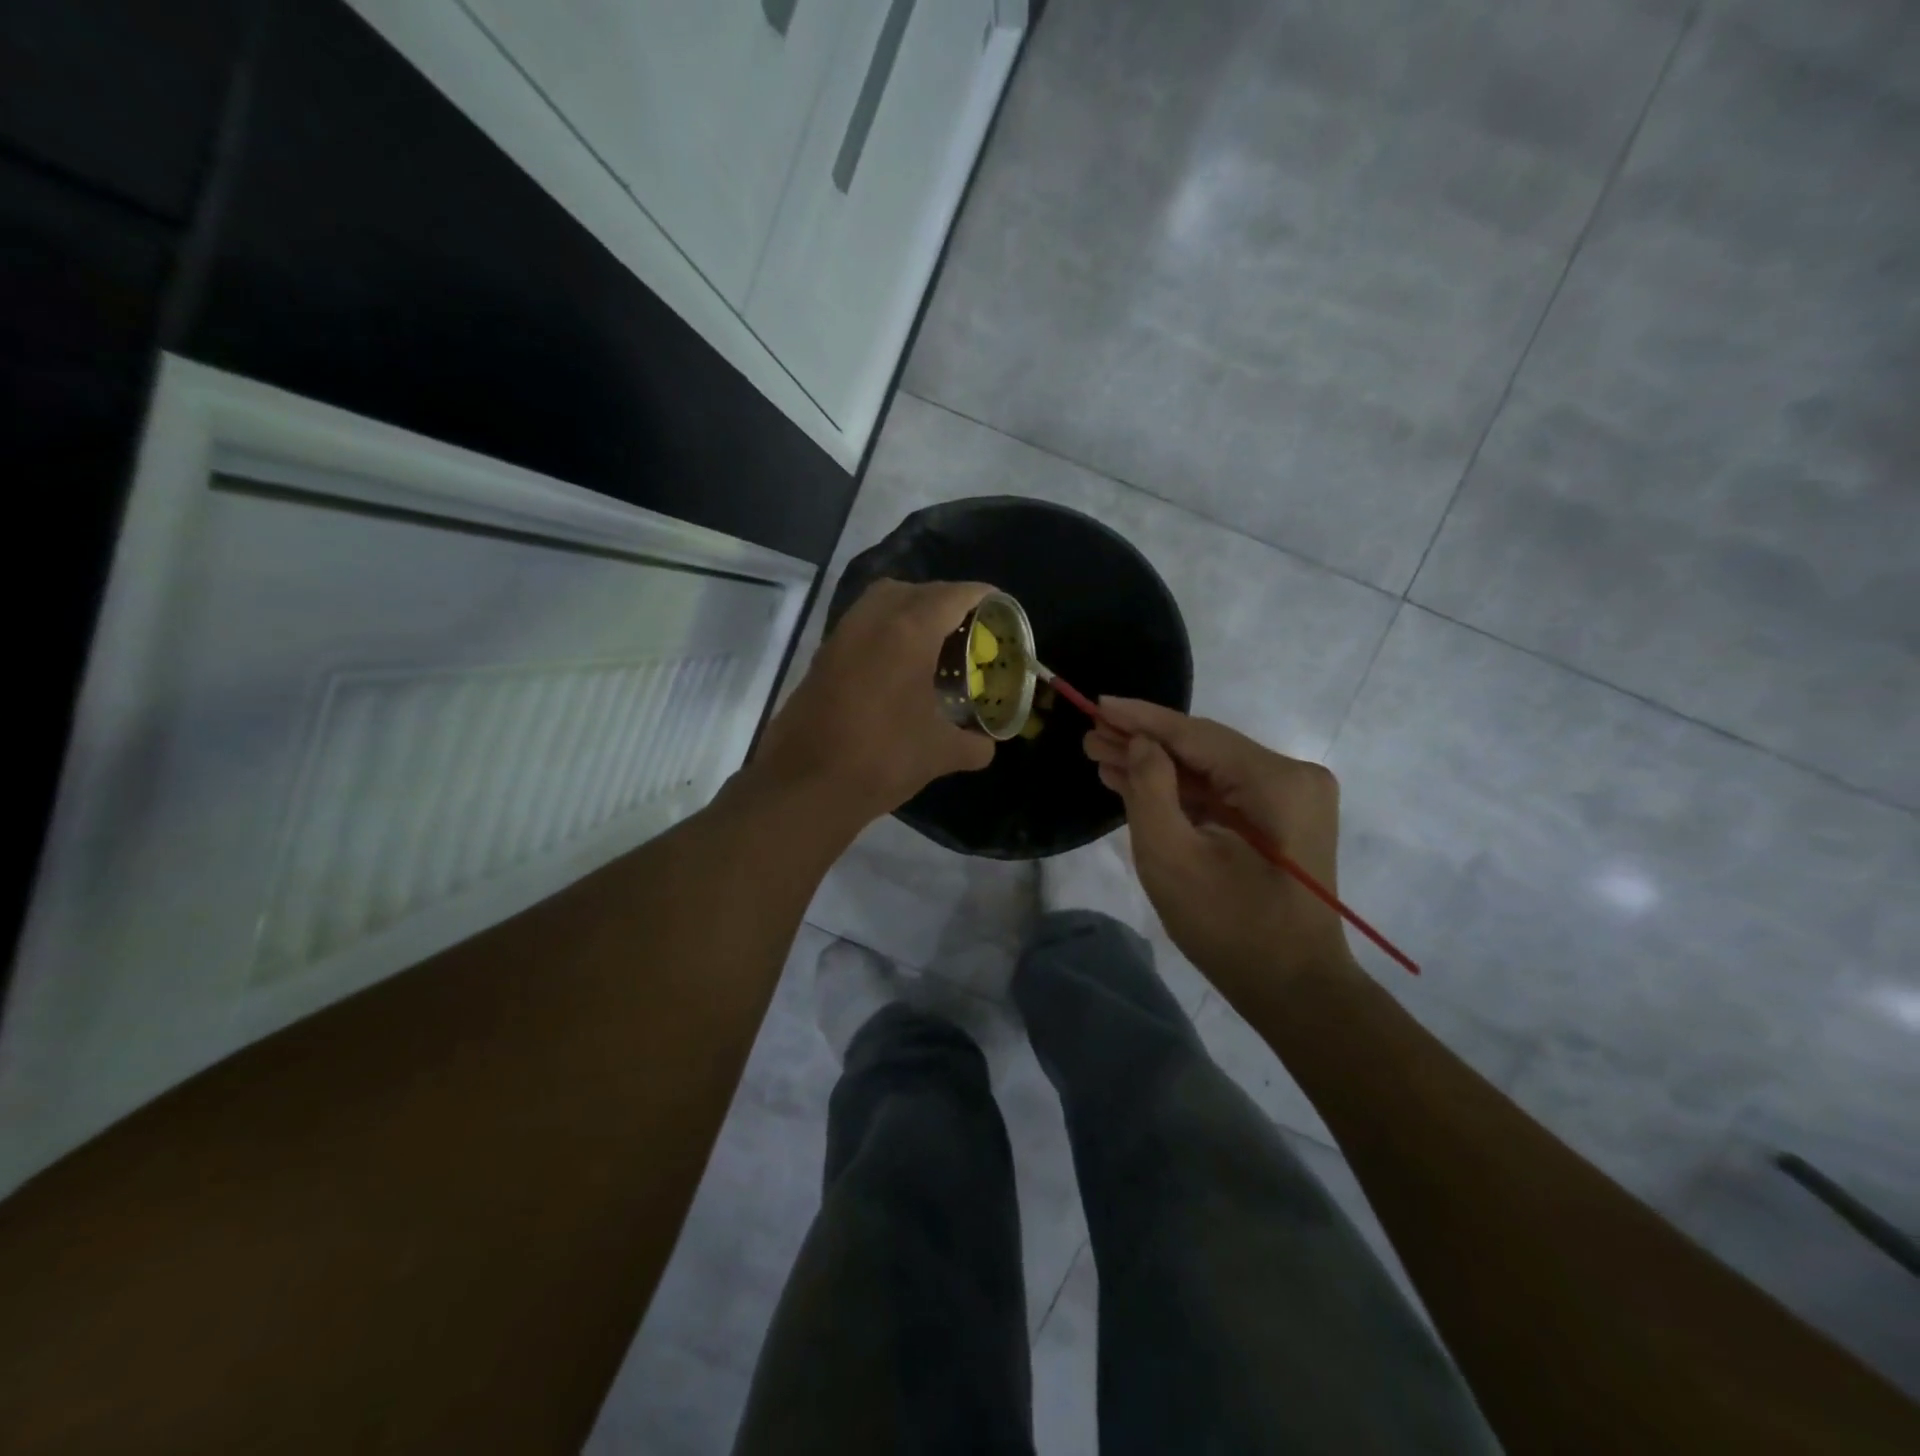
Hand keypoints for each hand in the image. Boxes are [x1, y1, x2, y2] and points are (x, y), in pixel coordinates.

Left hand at [755, 579, 995, 824]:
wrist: (805, 786)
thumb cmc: (882, 760)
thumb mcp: (939, 754)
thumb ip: (973, 745)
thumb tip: (987, 746)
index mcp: (908, 633)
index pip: (952, 596)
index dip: (981, 595)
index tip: (999, 605)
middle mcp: (872, 621)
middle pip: (915, 590)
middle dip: (945, 600)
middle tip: (967, 626)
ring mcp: (841, 637)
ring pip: (880, 601)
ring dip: (909, 609)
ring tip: (933, 642)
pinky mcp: (822, 658)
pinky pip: (860, 625)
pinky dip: (884, 629)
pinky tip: (898, 666)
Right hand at [1085, 699, 1353, 992]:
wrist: (1292, 989)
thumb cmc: (1229, 928)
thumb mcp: (1172, 857)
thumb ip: (1150, 789)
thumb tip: (1141, 743)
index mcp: (1277, 781)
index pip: (1196, 735)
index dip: (1142, 719)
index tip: (1097, 704)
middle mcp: (1293, 777)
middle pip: (1203, 749)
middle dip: (1144, 744)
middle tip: (1090, 738)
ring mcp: (1291, 797)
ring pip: (1210, 770)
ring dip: (1158, 767)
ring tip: (1102, 757)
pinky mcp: (1281, 818)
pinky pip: (1221, 792)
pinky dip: (1180, 790)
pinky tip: (1137, 782)